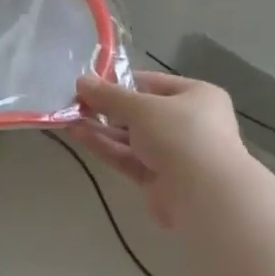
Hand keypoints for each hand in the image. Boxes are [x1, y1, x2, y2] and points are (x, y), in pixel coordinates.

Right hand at [68, 71, 247, 227]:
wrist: (205, 194)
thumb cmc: (181, 135)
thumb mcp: (142, 108)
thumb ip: (109, 96)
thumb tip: (81, 81)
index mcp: (197, 96)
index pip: (153, 83)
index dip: (122, 83)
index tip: (91, 84)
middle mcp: (189, 123)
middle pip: (141, 112)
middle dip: (108, 109)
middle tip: (75, 103)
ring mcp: (174, 154)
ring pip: (132, 137)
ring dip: (102, 128)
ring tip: (69, 119)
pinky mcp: (159, 179)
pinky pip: (129, 158)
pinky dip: (106, 147)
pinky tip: (79, 135)